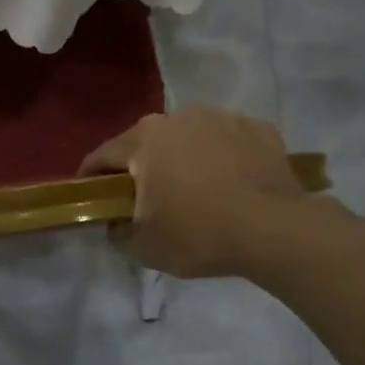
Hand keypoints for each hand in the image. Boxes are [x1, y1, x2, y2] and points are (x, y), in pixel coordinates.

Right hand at [79, 107, 309, 277]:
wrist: (275, 230)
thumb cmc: (199, 234)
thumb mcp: (144, 247)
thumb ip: (117, 232)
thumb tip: (117, 222)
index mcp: (145, 139)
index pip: (103, 155)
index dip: (91, 176)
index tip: (89, 194)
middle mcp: (179, 117)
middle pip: (148, 143)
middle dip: (143, 167)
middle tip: (150, 199)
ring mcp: (222, 118)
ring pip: (191, 138)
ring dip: (186, 158)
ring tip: (198, 191)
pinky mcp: (258, 128)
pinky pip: (229, 142)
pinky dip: (224, 158)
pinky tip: (233, 184)